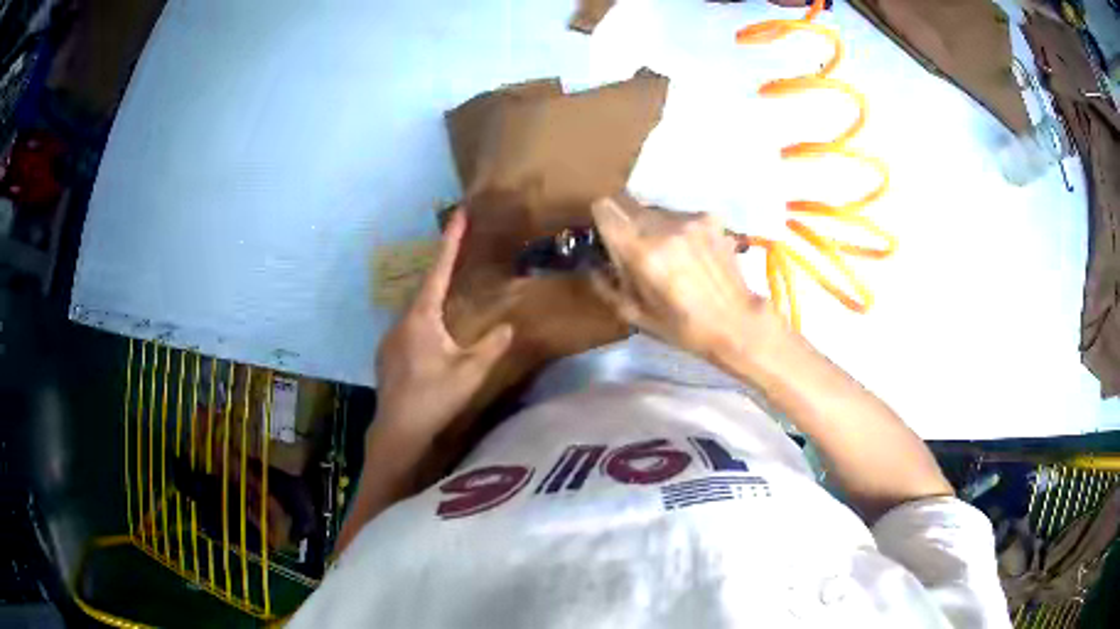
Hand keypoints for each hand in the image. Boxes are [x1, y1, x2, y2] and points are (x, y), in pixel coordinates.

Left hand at [374, 210, 513, 442]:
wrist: (396, 431)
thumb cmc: (433, 399)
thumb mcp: (470, 374)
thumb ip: (491, 348)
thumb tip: (509, 327)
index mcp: (421, 318)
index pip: (438, 271)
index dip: (450, 241)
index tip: (458, 214)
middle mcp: (401, 321)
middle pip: (425, 289)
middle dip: (442, 271)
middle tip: (461, 255)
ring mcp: (390, 338)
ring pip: (416, 311)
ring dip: (433, 302)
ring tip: (452, 303)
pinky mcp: (386, 354)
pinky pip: (409, 329)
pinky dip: (424, 323)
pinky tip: (433, 341)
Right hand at [590, 195, 779, 369]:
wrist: (736, 322)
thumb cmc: (682, 327)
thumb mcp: (634, 314)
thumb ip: (605, 284)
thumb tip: (593, 261)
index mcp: (640, 251)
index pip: (605, 208)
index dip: (600, 219)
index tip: (606, 234)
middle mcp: (663, 226)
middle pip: (627, 202)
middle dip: (624, 221)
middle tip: (635, 248)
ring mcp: (690, 219)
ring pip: (654, 208)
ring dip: (652, 224)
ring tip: (668, 254)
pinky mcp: (710, 218)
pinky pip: (680, 214)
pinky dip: (678, 228)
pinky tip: (691, 252)